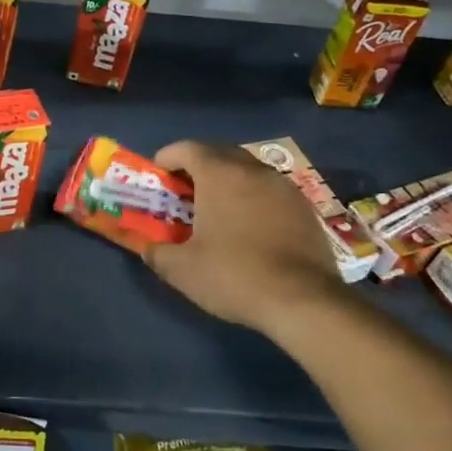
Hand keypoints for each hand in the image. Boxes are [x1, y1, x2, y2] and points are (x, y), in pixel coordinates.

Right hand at [146, 140, 348, 337]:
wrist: (305, 302)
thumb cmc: (234, 275)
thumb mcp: (181, 270)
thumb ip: (157, 252)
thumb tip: (147, 247)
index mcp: (219, 175)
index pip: (187, 148)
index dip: (167, 157)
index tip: (158, 177)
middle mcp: (253, 170)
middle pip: (219, 153)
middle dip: (197, 166)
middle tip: (184, 192)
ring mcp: (284, 187)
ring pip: (247, 170)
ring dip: (228, 181)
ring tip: (217, 209)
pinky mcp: (305, 208)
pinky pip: (270, 190)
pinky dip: (253, 198)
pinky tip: (249, 227)